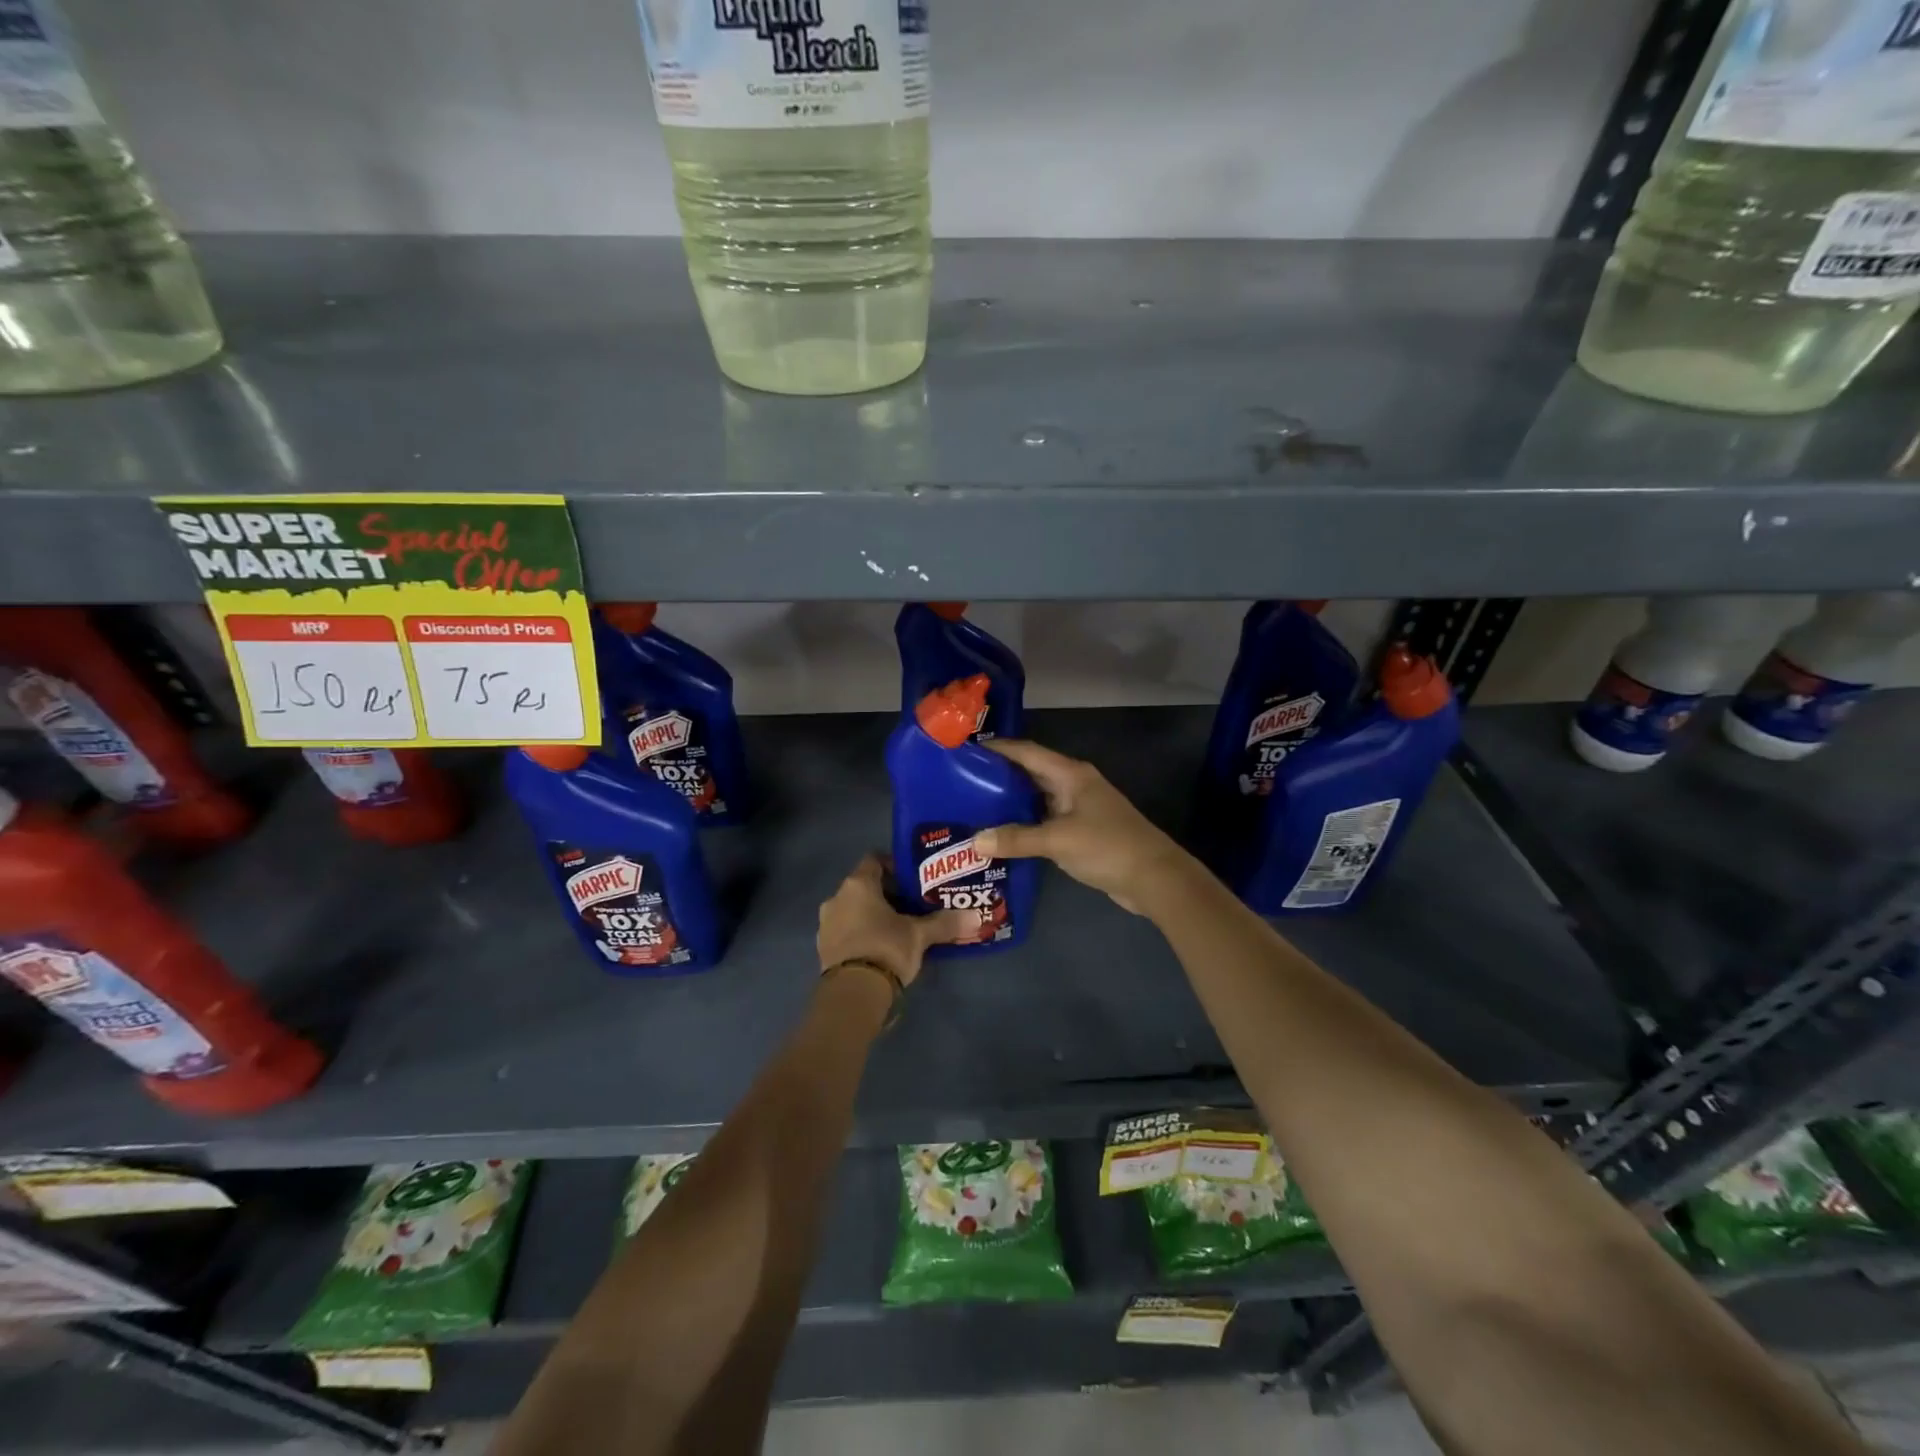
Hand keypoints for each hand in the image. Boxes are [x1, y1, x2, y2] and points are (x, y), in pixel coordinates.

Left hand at [817, 854, 972, 988]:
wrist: (852, 995)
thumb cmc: (886, 949)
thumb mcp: (919, 935)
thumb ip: (944, 923)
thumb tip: (975, 917)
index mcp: (857, 885)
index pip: (874, 860)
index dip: (894, 865)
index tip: (914, 878)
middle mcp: (837, 898)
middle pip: (864, 886)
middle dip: (888, 894)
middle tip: (913, 905)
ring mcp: (826, 925)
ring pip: (854, 910)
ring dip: (873, 915)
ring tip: (899, 928)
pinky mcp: (824, 949)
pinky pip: (846, 931)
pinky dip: (862, 934)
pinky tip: (881, 947)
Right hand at [973, 739, 1189, 915]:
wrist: (1154, 878)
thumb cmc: (1108, 846)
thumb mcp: (1058, 841)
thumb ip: (1016, 839)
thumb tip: (974, 841)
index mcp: (1070, 774)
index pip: (1027, 752)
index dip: (997, 749)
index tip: (965, 750)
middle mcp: (1074, 784)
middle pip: (1030, 772)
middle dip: (998, 775)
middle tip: (961, 781)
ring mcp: (1079, 807)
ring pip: (1037, 797)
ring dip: (1010, 801)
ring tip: (973, 806)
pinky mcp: (1081, 830)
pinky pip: (1045, 819)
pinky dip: (1024, 822)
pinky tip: (1002, 833)